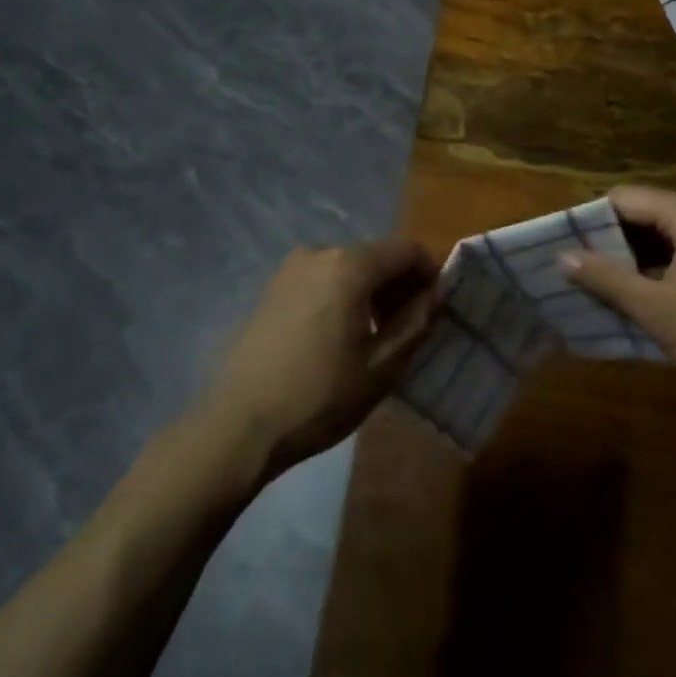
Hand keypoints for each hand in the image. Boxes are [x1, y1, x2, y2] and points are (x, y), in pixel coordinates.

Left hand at [206, 239, 442, 476]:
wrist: (237, 427)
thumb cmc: (318, 397)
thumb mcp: (381, 367)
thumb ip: (417, 322)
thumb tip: (438, 293)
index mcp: (350, 265)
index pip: (407, 250)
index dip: (430, 273)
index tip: (437, 308)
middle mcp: (320, 252)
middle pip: (377, 256)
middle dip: (400, 285)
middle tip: (409, 329)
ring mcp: (291, 268)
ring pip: (349, 268)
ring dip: (371, 292)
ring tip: (375, 338)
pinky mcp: (273, 288)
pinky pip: (323, 279)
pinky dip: (343, 296)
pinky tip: (338, 338)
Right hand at [562, 186, 675, 402]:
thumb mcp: (656, 309)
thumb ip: (607, 278)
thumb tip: (560, 256)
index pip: (624, 198)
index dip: (590, 218)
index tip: (562, 244)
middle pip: (639, 213)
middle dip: (606, 238)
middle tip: (571, 264)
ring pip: (653, 235)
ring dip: (624, 256)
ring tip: (590, 279)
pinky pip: (670, 252)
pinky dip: (646, 268)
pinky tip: (626, 292)